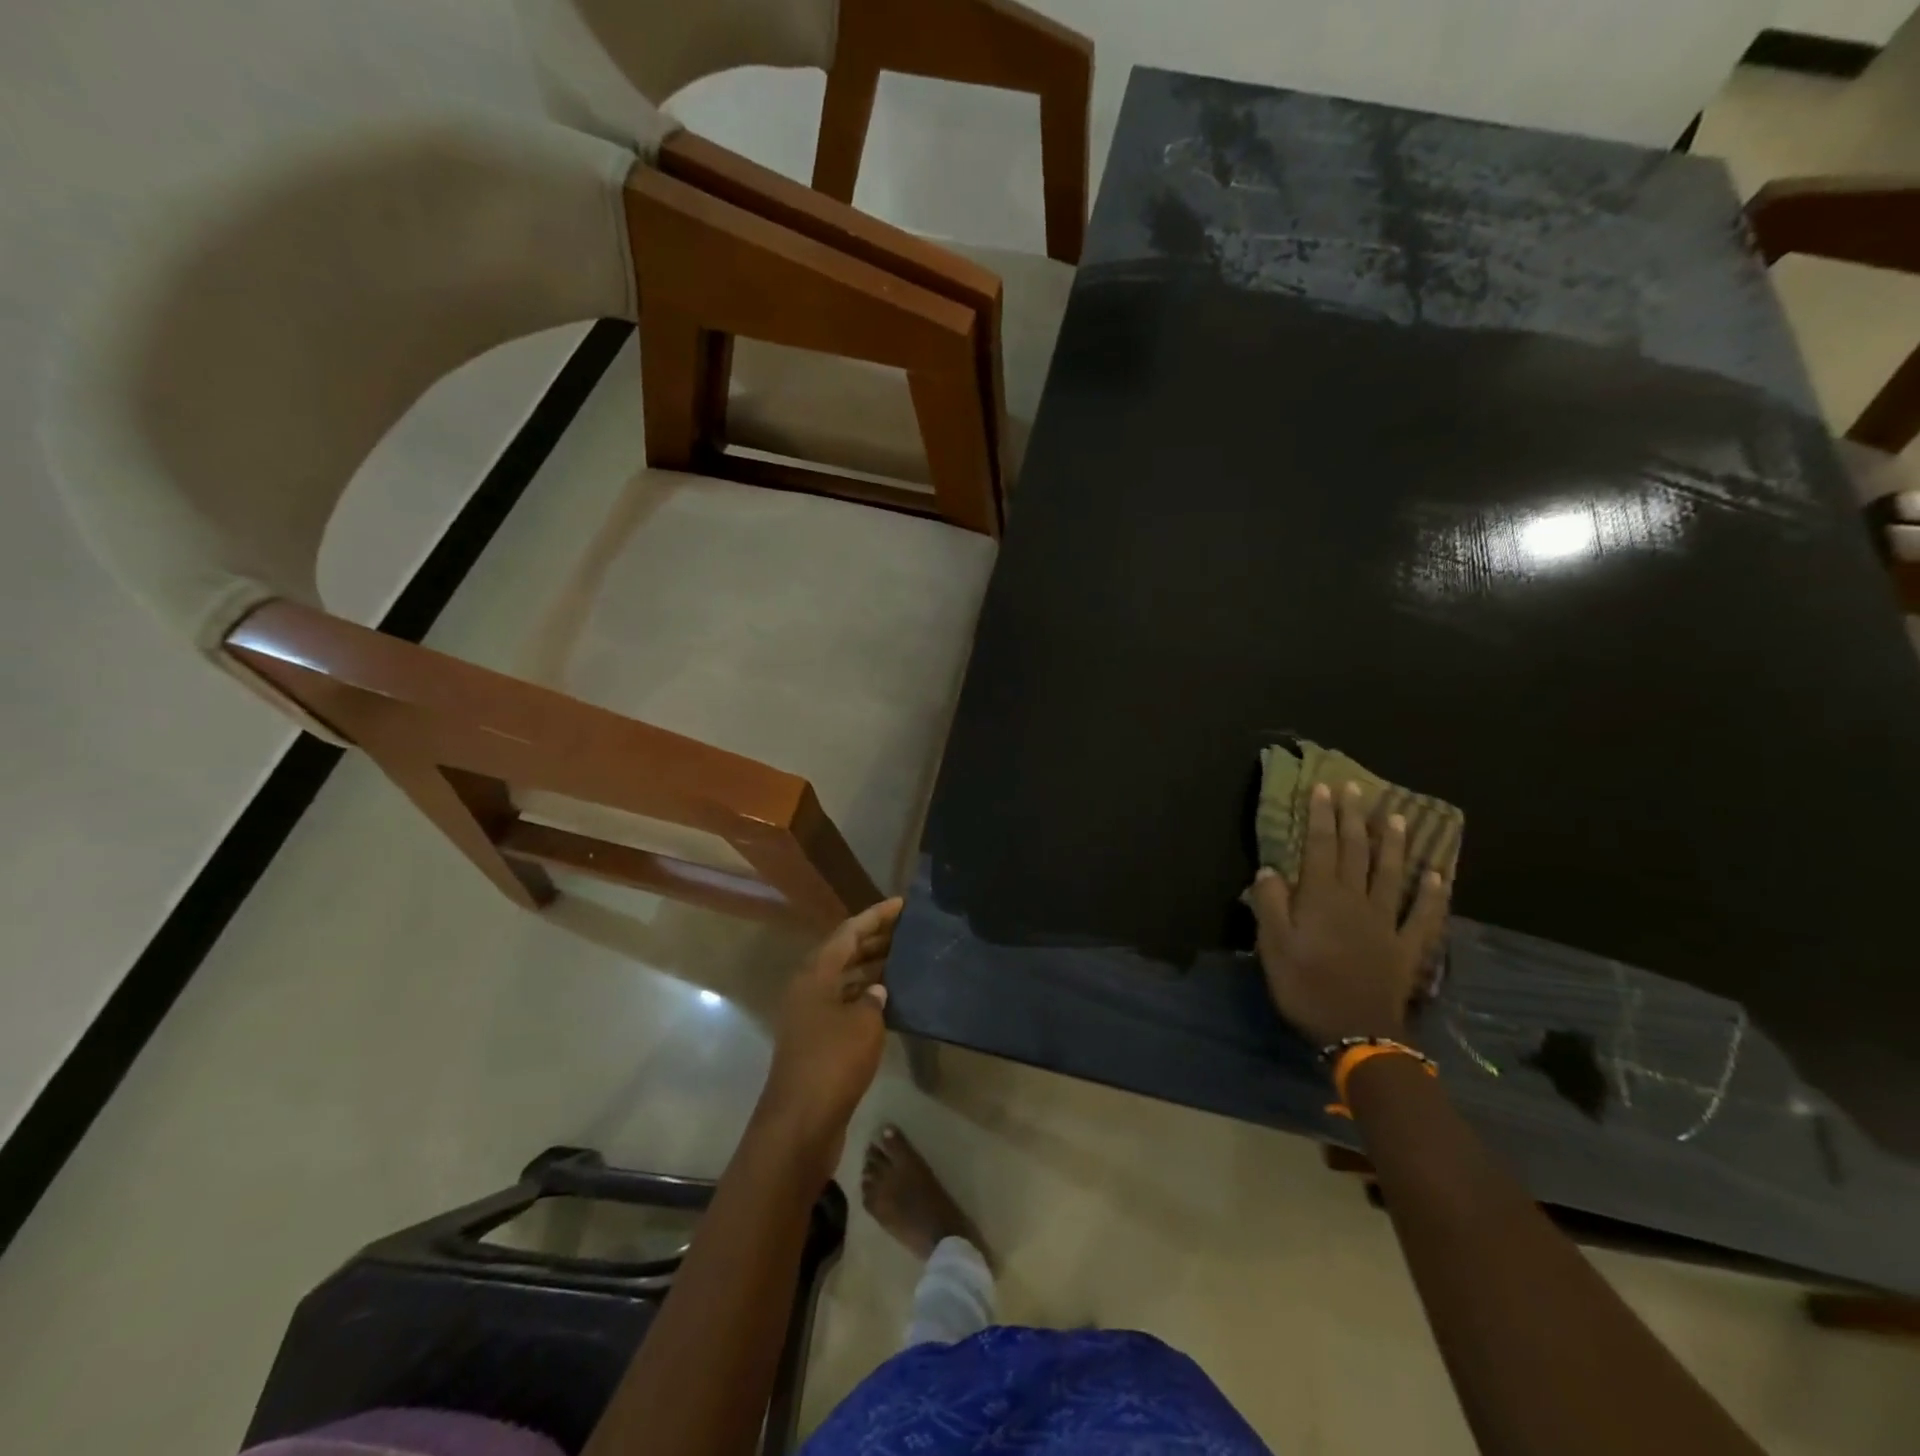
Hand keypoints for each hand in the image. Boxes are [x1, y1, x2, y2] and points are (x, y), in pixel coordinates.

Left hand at [755, 898, 901, 1177]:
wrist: (801, 1123)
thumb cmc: (833, 1062)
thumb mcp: (864, 1023)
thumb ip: (874, 998)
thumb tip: (877, 991)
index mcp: (815, 974)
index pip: (848, 932)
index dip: (875, 916)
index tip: (901, 904)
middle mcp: (809, 989)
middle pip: (844, 953)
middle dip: (875, 939)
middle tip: (908, 930)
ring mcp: (811, 1016)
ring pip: (845, 980)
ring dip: (871, 968)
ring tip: (905, 958)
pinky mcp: (817, 1042)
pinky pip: (845, 1005)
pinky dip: (866, 997)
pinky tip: (891, 1000)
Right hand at [1248, 781, 1451, 1046]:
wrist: (1357, 1032)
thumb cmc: (1306, 986)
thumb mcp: (1272, 945)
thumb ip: (1270, 903)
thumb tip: (1270, 870)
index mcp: (1322, 897)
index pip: (1320, 846)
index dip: (1320, 816)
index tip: (1323, 788)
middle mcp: (1356, 900)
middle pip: (1356, 851)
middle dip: (1353, 817)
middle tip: (1356, 789)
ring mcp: (1387, 922)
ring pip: (1391, 874)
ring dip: (1393, 844)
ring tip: (1396, 817)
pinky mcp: (1408, 947)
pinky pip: (1424, 915)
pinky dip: (1433, 894)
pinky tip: (1438, 875)